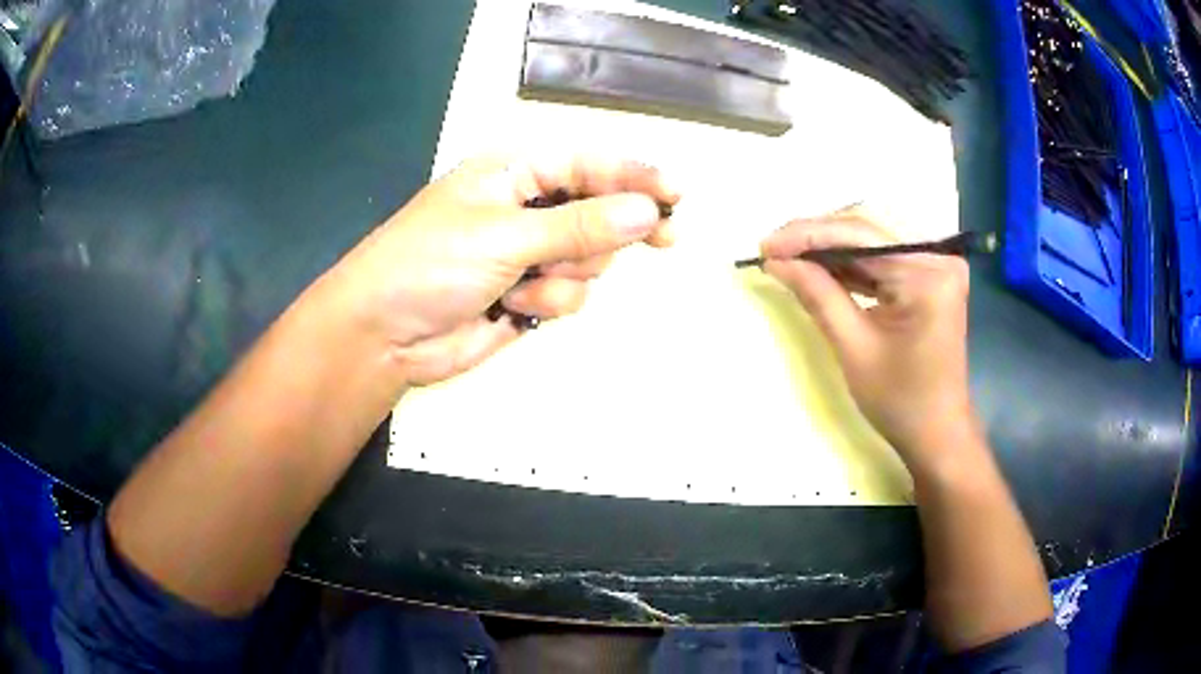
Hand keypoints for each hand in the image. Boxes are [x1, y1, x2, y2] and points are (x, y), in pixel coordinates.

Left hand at [325, 155, 678, 385]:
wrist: (384, 336)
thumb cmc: (429, 265)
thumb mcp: (503, 236)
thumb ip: (578, 225)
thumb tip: (647, 211)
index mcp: (514, 172)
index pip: (589, 164)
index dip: (636, 176)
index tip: (677, 194)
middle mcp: (527, 207)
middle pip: (601, 212)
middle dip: (607, 233)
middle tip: (659, 239)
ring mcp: (529, 253)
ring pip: (592, 258)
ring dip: (569, 273)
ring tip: (526, 283)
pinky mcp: (530, 294)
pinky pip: (572, 293)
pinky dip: (550, 301)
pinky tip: (513, 308)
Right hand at [760, 211, 975, 466]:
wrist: (938, 432)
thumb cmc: (900, 401)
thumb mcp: (854, 348)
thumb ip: (817, 295)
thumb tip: (777, 261)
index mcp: (927, 274)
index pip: (859, 235)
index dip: (808, 235)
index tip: (765, 245)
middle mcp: (938, 256)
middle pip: (868, 227)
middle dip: (817, 236)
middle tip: (775, 251)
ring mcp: (937, 262)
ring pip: (873, 236)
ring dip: (831, 246)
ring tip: (790, 258)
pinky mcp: (931, 274)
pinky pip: (885, 255)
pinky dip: (852, 262)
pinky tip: (822, 269)